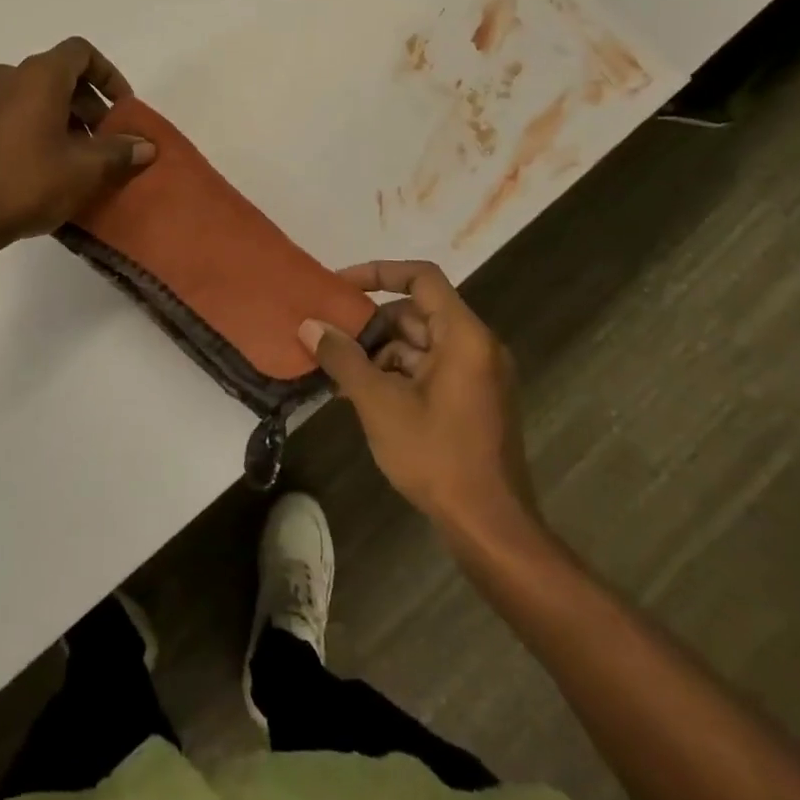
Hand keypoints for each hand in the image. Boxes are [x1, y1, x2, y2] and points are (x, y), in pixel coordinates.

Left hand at [0, 37, 154, 249]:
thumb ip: (120, 151)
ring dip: (66, 116)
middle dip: (91, 103)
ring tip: (81, 156)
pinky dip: (41, 124)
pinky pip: (17, 110)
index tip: (123, 108)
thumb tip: (145, 146)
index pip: (82, 53)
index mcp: (39, 76)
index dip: (109, 75)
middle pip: (60, 74)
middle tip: (107, 140)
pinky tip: (50, 163)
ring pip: (38, 94)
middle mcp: (10, 76)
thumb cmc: (29, 183)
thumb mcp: (85, 169)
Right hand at [299, 261, 540, 541]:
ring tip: (340, 375)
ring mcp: (477, 375)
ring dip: (380, 353)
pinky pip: (429, 369)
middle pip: (416, 313)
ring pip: (419, 343)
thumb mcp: (379, 404)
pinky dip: (397, 374)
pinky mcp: (473, 400)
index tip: (340, 286)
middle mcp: (476, 346)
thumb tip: (309, 325)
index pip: (421, 278)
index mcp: (463, 336)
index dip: (378, 273)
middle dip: (371, 324)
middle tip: (331, 339)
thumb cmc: (437, 456)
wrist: (490, 527)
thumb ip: (343, 359)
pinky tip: (363, 397)